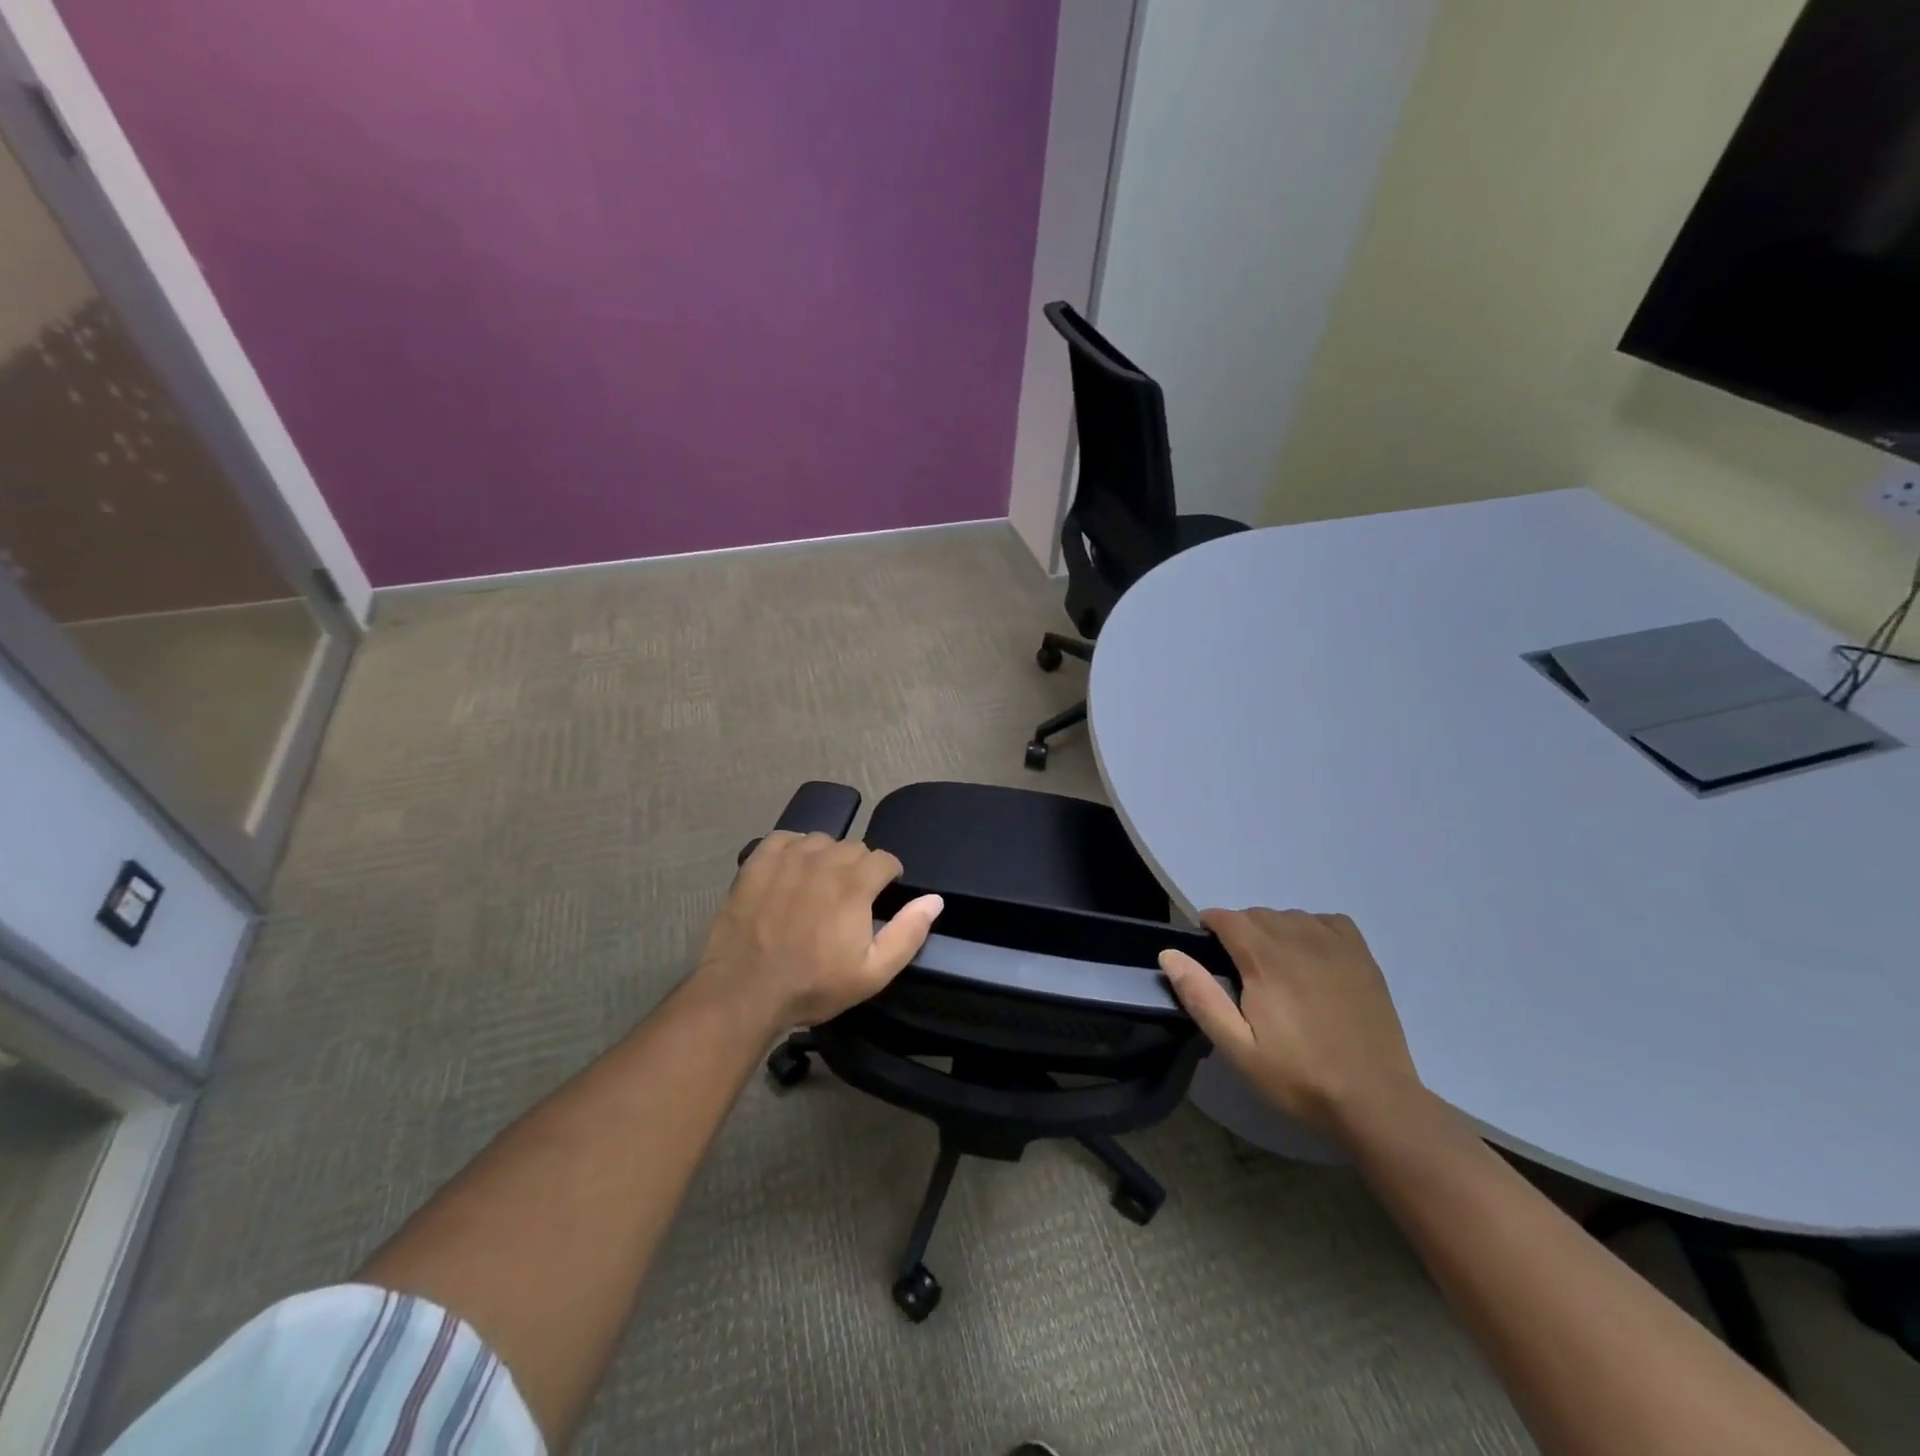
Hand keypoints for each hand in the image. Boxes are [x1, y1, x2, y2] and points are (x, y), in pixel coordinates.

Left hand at [698, 832, 942, 1028]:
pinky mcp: (757, 862)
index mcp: (855, 884)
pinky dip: (794, 849)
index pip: (885, 859)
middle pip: (854, 847)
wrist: (743, 992)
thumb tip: (934, 899)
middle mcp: (824, 860)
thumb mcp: (873, 973)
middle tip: (850, 899)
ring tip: (820, 885)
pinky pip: (785, 839)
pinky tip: (791, 871)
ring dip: (827, 857)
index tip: (882, 897)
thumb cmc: (813, 986)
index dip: (889, 877)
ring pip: (821, 840)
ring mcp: (788, 858)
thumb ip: (908, 933)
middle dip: (860, 868)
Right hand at [1160, 909, 1426, 1141]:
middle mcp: (1298, 939)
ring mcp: (1335, 945)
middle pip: (1257, 914)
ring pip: (1290, 916)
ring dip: (1274, 931)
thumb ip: (1201, 996)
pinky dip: (1311, 929)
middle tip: (1241, 973)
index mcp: (1264, 959)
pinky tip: (1311, 958)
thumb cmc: (1298, 1076)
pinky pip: (1327, 921)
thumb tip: (1169, 953)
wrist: (1374, 1100)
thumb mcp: (1237, 1047)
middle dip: (1240, 932)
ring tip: (1275, 969)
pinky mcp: (1361, 956)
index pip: (1227, 918)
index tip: (1208, 952)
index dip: (1210, 927)